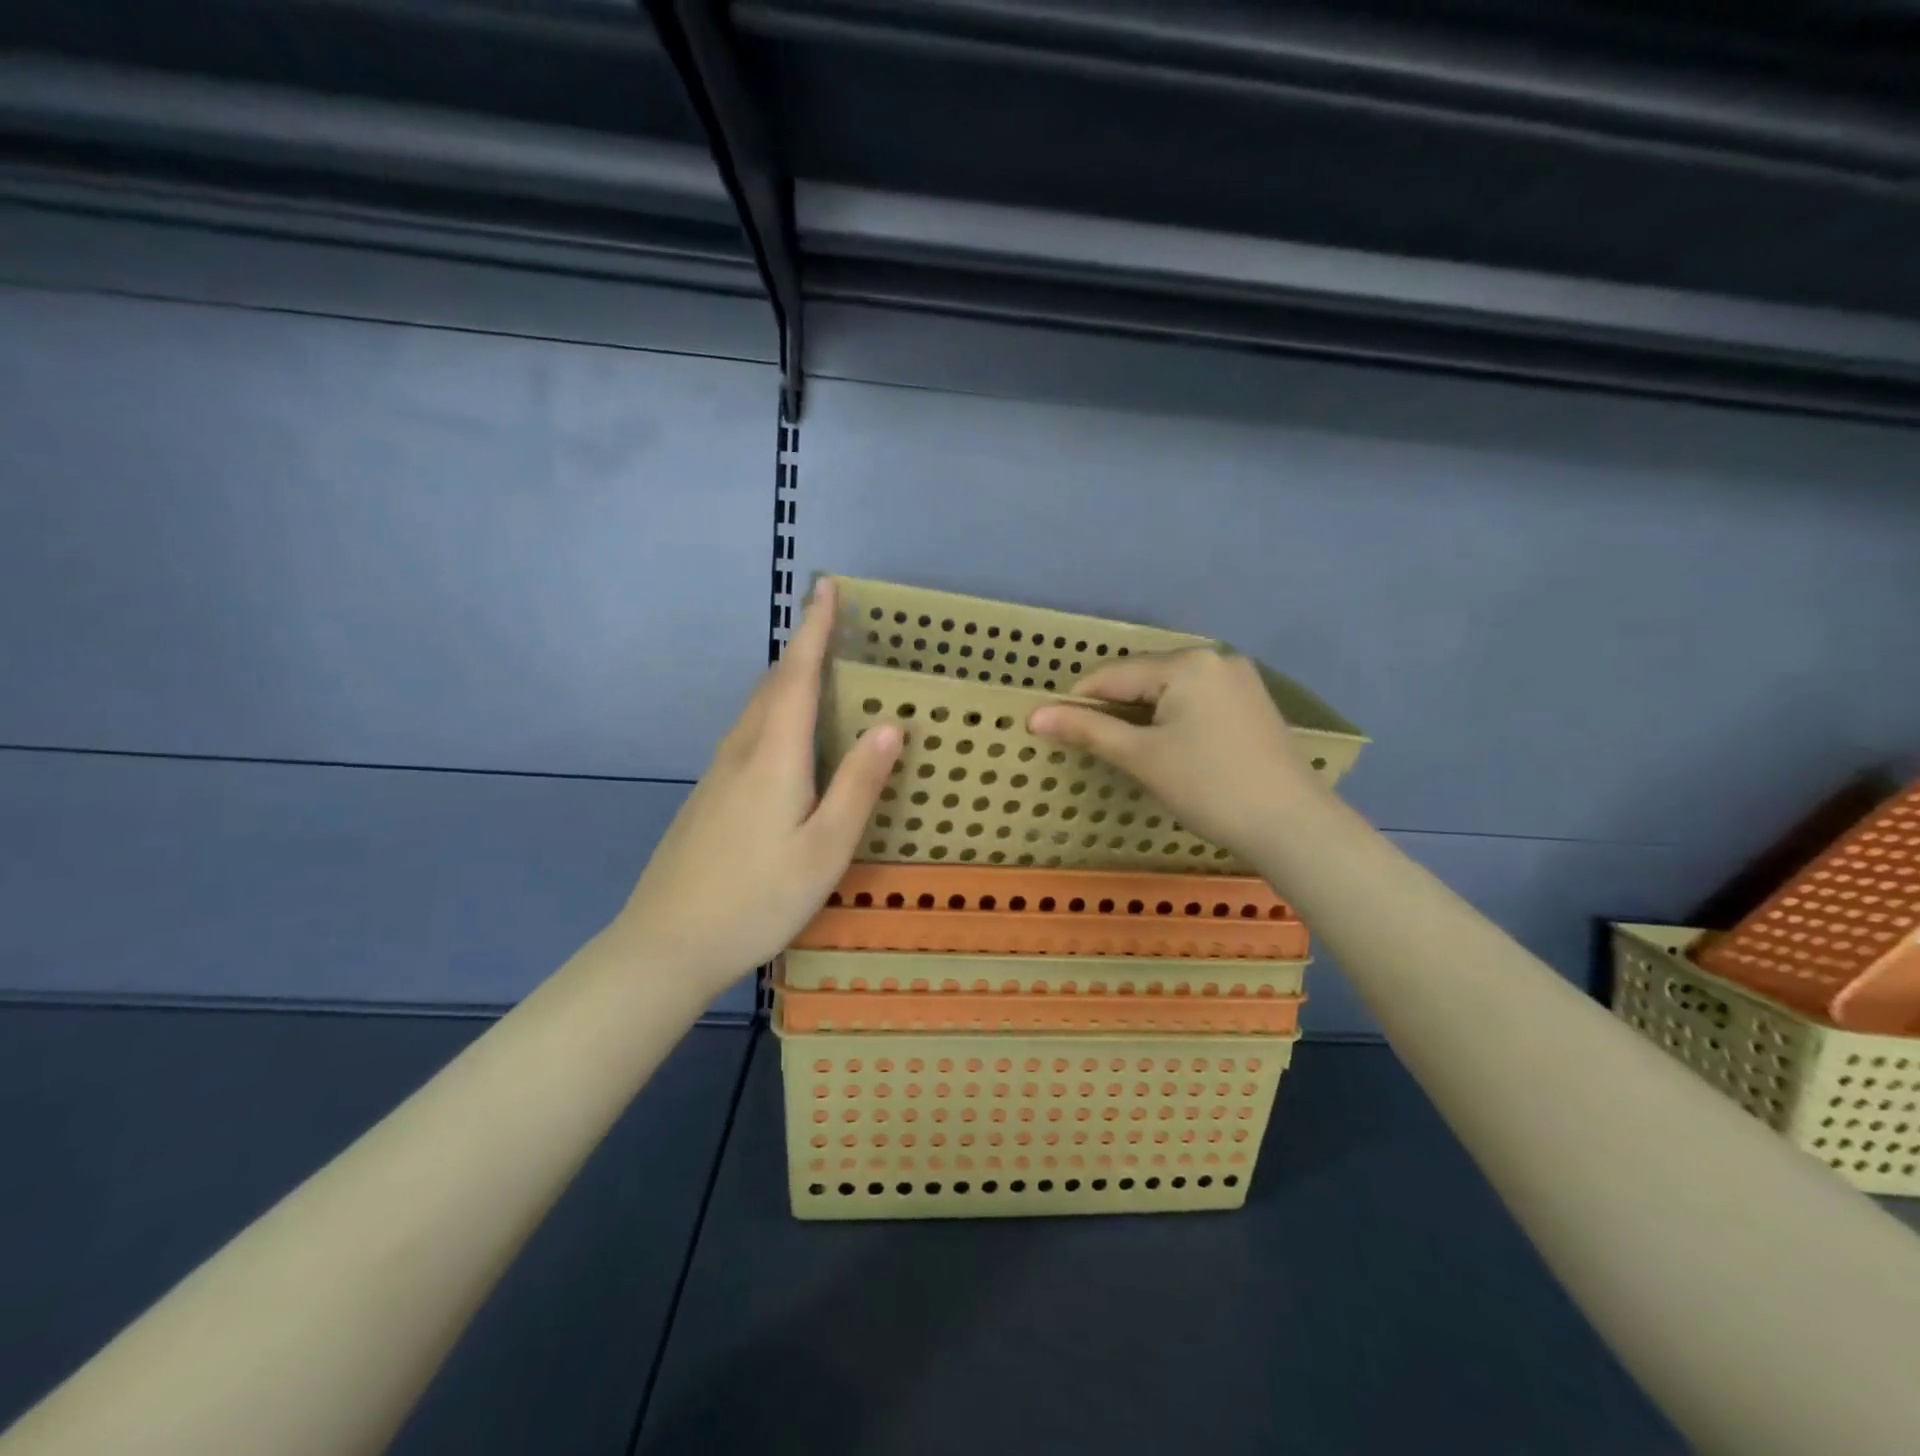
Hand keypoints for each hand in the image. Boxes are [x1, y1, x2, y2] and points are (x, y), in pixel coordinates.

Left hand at [613, 578, 900, 993]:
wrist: (667, 943)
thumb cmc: (758, 897)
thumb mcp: (826, 848)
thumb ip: (858, 785)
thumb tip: (889, 725)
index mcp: (775, 754)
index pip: (798, 674)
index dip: (814, 629)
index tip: (826, 587)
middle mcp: (742, 750)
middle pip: (774, 685)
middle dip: (803, 648)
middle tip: (832, 625)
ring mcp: (718, 773)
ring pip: (758, 709)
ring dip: (787, 680)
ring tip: (817, 672)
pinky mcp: (708, 795)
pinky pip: (748, 734)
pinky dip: (774, 713)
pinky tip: (787, 737)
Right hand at [1027, 649, 1318, 862]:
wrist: (1291, 825)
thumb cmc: (1207, 787)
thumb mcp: (1140, 757)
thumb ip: (1087, 730)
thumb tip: (1033, 716)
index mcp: (1186, 664)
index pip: (1113, 674)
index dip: (1078, 701)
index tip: (1052, 728)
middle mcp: (1215, 658)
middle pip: (1143, 677)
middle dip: (1113, 707)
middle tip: (1092, 745)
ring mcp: (1239, 679)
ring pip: (1170, 689)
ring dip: (1142, 713)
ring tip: (1126, 748)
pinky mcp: (1253, 701)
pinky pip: (1196, 699)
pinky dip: (1173, 717)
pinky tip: (1168, 745)